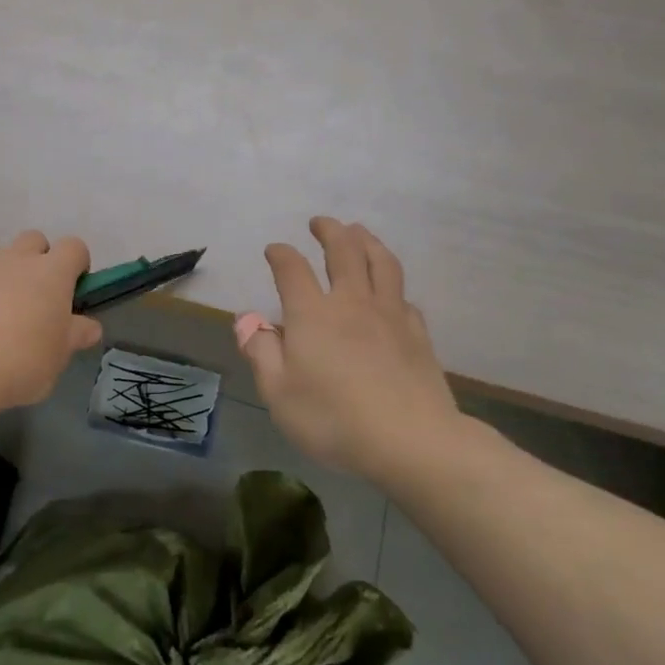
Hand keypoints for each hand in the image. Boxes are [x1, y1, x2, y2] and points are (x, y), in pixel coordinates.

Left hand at [0, 231, 101, 414]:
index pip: (74, 247)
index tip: (74, 293)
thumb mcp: (59, 355)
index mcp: (51, 272)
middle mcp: (16, 260)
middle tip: (40, 300)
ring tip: (3, 320)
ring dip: (9, 277)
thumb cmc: (21, 360)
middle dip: (42, 260)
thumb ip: (76, 335)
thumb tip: (90, 326)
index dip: (78, 265)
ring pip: (3, 259)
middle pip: (35, 240)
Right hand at [238, 217, 465, 481]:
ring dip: (367, 241)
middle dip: (330, 230)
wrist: (412, 442)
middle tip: (320, 222)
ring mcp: (389, 315)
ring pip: (381, 262)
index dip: (280, 254)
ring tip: (358, 232)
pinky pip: (403, 296)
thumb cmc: (333, 419)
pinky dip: (392, 284)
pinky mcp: (417, 334)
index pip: (292, 268)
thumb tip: (247, 320)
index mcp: (312, 313)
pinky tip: (390, 291)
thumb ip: (261, 352)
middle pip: (343, 250)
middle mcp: (351, 303)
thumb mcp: (279, 393)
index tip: (274, 250)